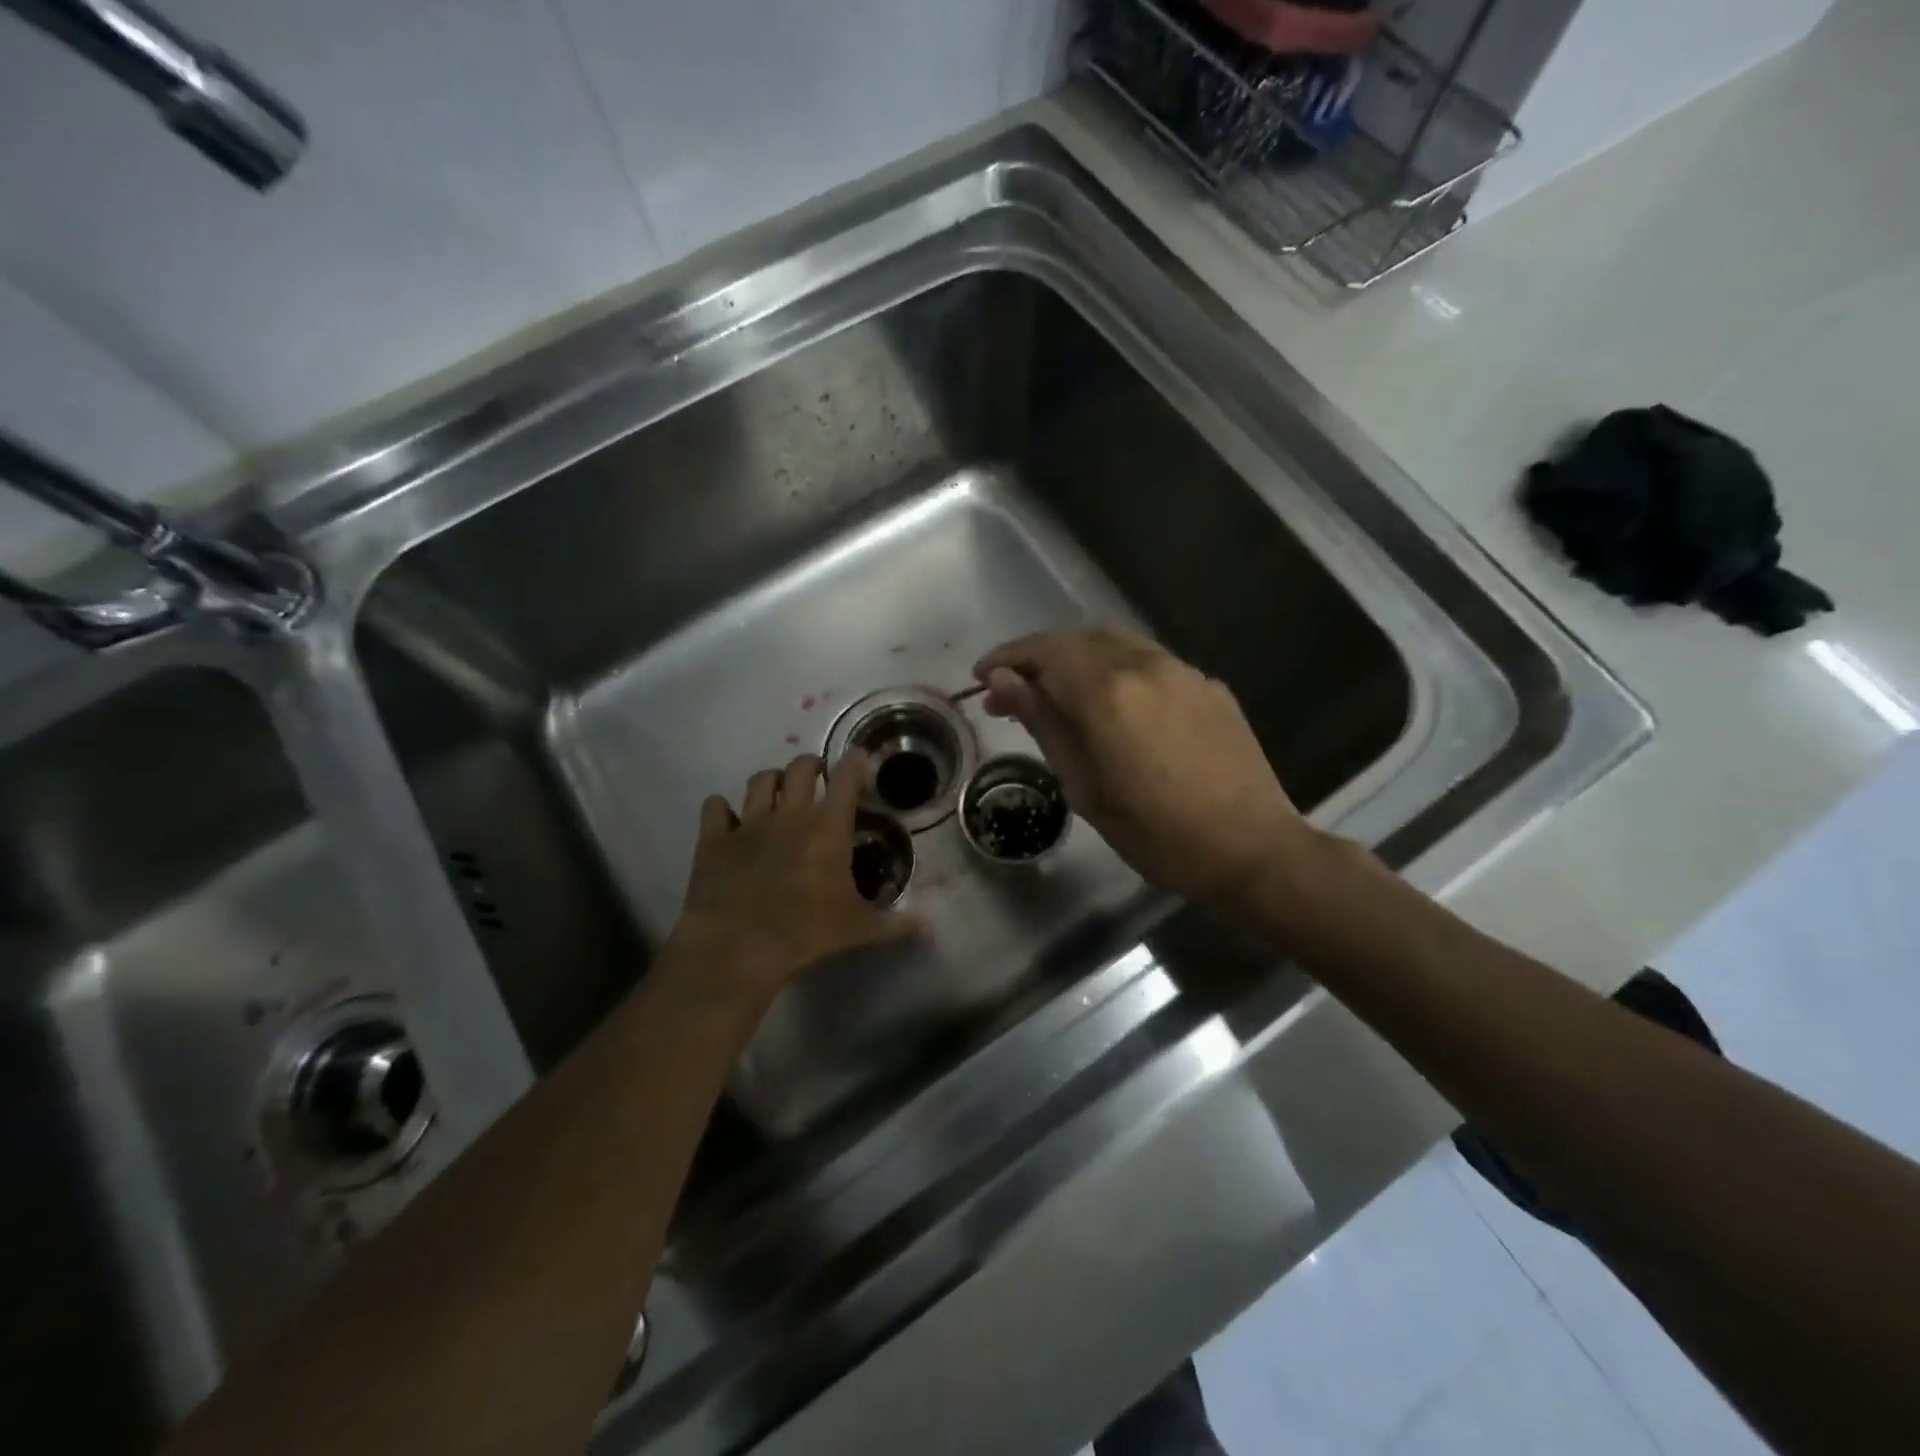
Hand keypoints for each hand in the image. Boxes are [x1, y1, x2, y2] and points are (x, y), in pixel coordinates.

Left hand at [663, 752, 923, 1012]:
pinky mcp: (714, 839)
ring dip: (772, 780)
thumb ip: (895, 924)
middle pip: (801, 767)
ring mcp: (749, 823)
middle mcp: (790, 814)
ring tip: (777, 791)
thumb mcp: (859, 929)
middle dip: (812, 765)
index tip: (859, 758)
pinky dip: (722, 808)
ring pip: (760, 780)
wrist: (739, 946)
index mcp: (828, 827)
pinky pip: (715, 807)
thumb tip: (928, 926)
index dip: (855, 762)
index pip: (846, 777)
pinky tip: (728, 818)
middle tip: (817, 777)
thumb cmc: (807, 933)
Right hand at [973, 628, 1317, 912]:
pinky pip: (1150, 662)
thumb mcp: (1084, 786)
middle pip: (1077, 640)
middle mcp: (1145, 665)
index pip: (1043, 654)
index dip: (1006, 660)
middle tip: (1012, 690)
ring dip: (1077, 657)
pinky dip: (1116, 669)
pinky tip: (1114, 704)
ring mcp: (1183, 671)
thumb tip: (1001, 682)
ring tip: (1057, 691)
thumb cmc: (1157, 833)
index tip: (981, 677)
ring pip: (1115, 643)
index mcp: (1107, 692)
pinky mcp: (1209, 685)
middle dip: (1038, 657)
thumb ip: (1043, 723)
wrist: (1252, 849)